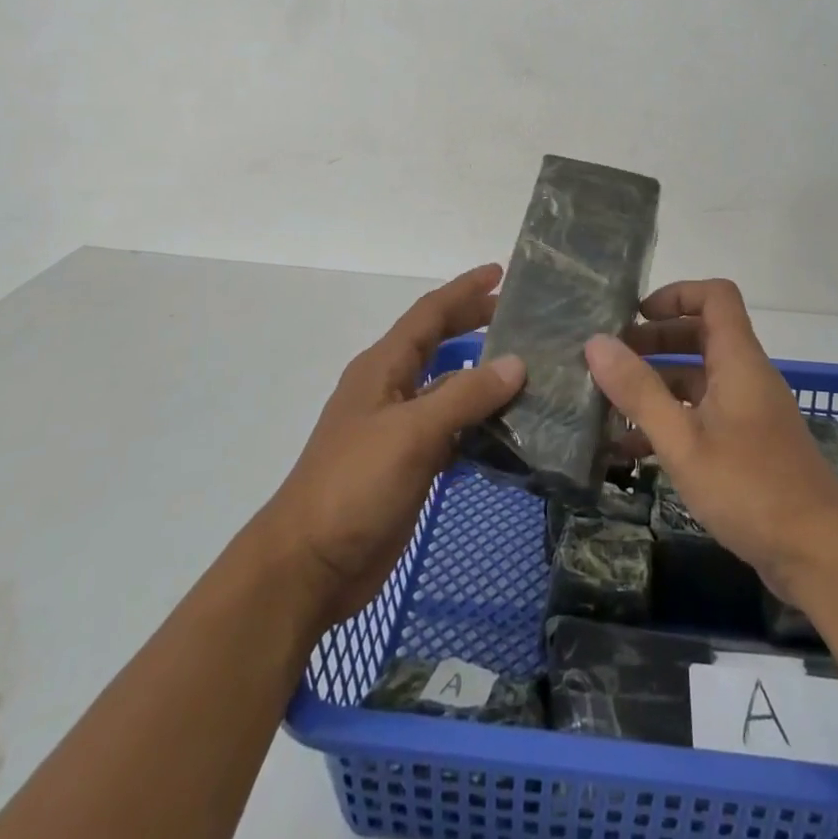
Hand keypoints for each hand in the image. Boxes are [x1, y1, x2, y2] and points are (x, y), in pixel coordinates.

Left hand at [261, 265, 524, 626]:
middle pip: (438, 343)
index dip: (464, 290)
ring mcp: (398, 429)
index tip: (501, 272)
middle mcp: (391, 389)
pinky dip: (478, 423)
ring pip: (448, 389)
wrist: (309, 566)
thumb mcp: (412, 432)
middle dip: (474, 323)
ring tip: (528, 370)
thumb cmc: (354, 485)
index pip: (429, 314)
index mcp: (383, 368)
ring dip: (482, 377)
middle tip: (520, 317)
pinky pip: (451, 431)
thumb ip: (465, 395)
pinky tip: (509, 429)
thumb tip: (516, 363)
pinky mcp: (408, 465)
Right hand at [584, 278, 837, 601]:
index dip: (675, 294)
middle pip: (700, 335)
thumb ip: (639, 391)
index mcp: (738, 360)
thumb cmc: (750, 488)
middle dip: (654, 341)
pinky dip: (671, 420)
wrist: (821, 555)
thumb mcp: (682, 441)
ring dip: (657, 384)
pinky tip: (632, 451)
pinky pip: (703, 415)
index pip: (715, 296)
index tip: (635, 316)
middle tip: (610, 361)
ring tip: (609, 404)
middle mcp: (745, 376)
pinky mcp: (747, 445)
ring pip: (698, 379)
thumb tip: (596, 342)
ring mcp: (748, 412)